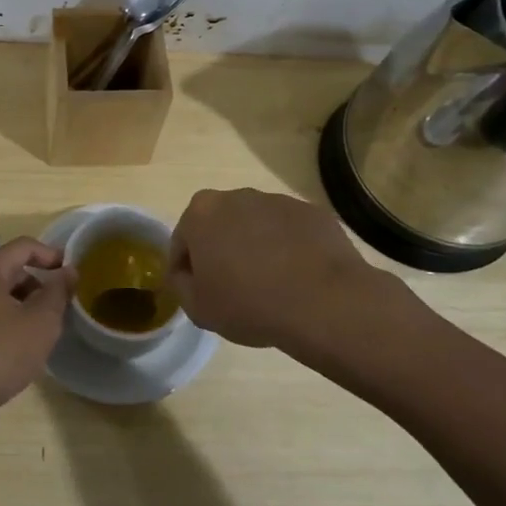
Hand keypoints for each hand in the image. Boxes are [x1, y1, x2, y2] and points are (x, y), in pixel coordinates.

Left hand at [0, 238, 75, 419]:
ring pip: (0, 293)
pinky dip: (9, 319)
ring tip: (44, 329)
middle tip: (61, 306)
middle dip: (39, 283)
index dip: (51, 254)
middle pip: (10, 269)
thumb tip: (67, 271)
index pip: (23, 246)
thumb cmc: (0, 352)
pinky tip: (20, 346)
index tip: (72, 272)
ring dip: (25, 304)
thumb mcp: (41, 321)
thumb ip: (58, 292)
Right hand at [168, 188, 399, 349]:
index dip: (186, 269)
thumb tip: (188, 274)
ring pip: (256, 225)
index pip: (181, 241)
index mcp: (201, 213)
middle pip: (219, 225)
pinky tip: (297, 279)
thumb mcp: (198, 308)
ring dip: (256, 247)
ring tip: (270, 285)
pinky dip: (289, 249)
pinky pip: (290, 231)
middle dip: (221, 250)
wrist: (323, 302)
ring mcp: (277, 201)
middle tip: (233, 288)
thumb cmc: (249, 304)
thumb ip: (182, 285)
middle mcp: (236, 196)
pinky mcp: (311, 212)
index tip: (198, 292)